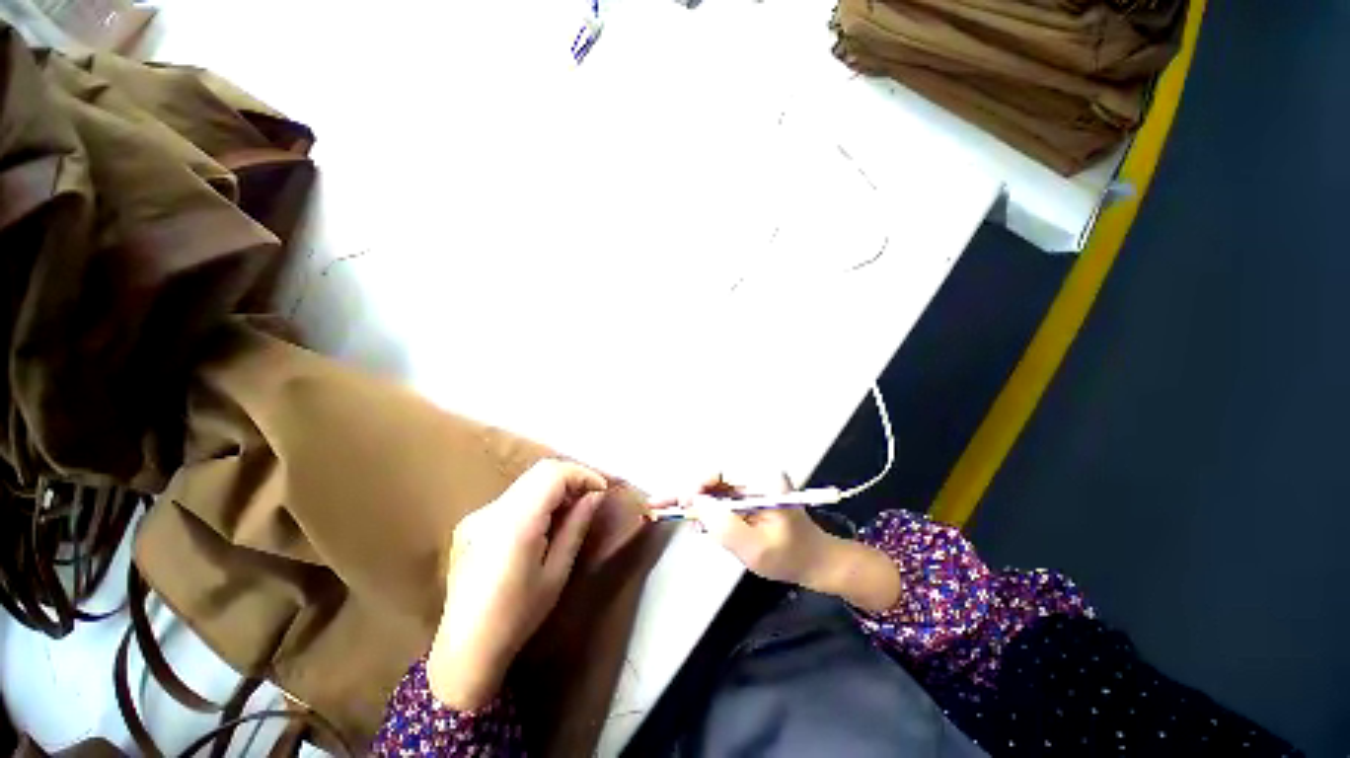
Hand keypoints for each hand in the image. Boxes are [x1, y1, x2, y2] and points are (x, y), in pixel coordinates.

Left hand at [428, 460, 607, 709]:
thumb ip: (576, 526)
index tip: (601, 490)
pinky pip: (511, 499)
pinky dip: (534, 500)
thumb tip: (595, 496)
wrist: (465, 650)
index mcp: (515, 523)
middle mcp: (493, 510)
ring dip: (553, 488)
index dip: (582, 474)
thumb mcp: (556, 572)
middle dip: (570, 478)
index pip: (553, 474)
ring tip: (570, 512)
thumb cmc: (517, 616)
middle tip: (590, 498)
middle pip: (539, 472)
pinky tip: (541, 526)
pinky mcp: (470, 524)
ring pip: (526, 483)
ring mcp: (477, 515)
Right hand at [664, 475, 901, 612]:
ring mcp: (751, 486)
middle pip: (713, 478)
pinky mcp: (747, 497)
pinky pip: (720, 499)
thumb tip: (695, 503)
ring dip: (694, 502)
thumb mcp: (756, 548)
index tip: (682, 503)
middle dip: (688, 492)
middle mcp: (755, 476)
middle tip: (660, 504)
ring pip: (713, 489)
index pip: (722, 472)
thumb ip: (724, 526)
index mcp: (763, 479)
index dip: (698, 485)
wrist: (814, 562)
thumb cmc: (790, 556)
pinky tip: (694, 520)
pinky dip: (705, 509)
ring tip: (671, 511)